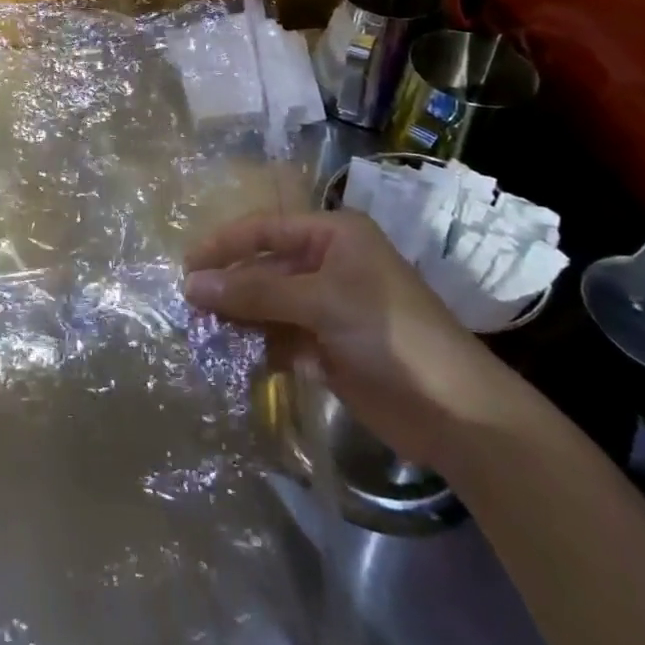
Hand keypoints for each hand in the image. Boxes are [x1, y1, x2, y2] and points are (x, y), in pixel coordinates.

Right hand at [183, 209, 525, 471]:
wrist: (458, 415)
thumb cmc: (391, 335)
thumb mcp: (321, 302)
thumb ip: (255, 291)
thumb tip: (192, 285)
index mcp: (333, 235)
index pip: (265, 229)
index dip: (224, 245)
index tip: (186, 267)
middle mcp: (328, 263)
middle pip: (264, 267)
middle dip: (229, 286)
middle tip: (188, 306)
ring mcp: (328, 306)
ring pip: (268, 303)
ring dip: (239, 318)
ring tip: (202, 334)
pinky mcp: (328, 346)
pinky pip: (281, 336)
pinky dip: (258, 346)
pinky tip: (234, 359)